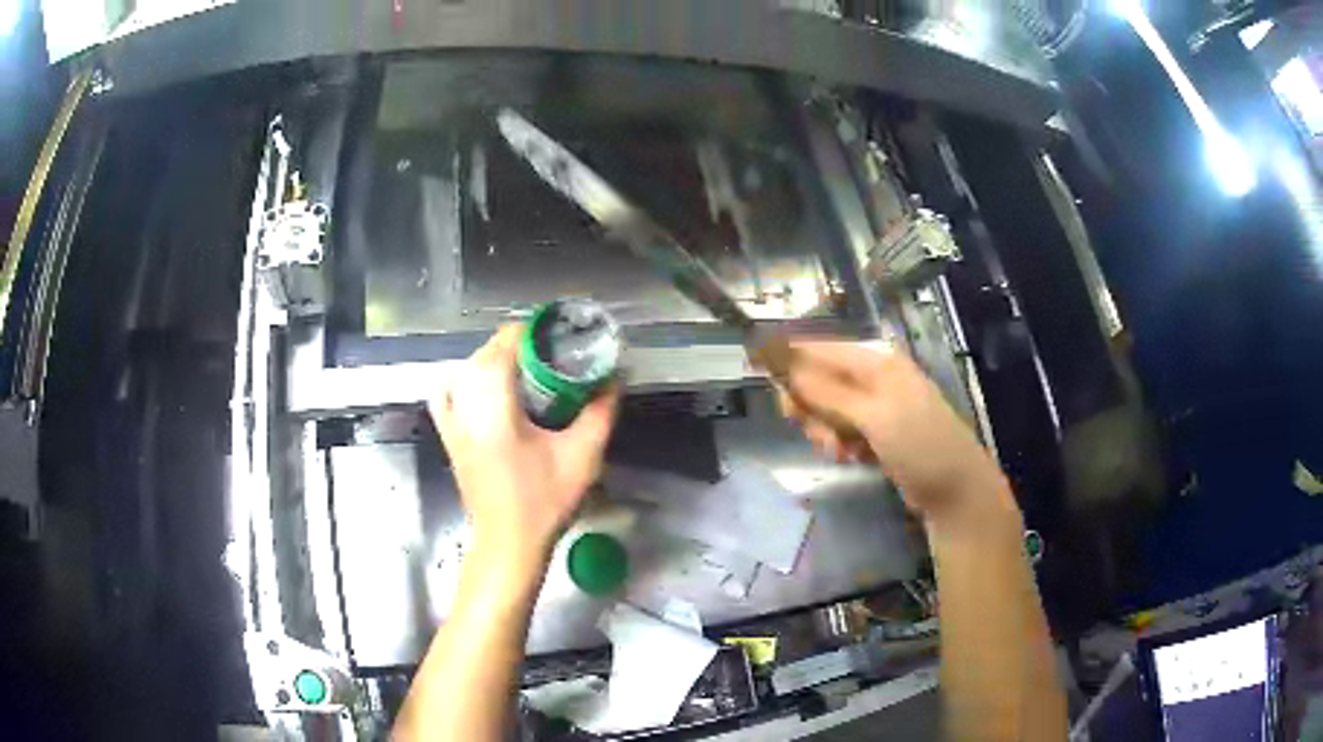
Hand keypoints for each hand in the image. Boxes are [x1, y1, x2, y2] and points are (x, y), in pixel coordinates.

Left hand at [429, 325, 618, 568]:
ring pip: (464, 372)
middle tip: (546, 352)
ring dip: (489, 360)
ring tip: (518, 366)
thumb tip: (613, 379)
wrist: (508, 543)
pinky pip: (447, 395)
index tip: (551, 333)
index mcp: (496, 412)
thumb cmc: (544, 503)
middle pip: (482, 357)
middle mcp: (468, 411)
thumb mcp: (582, 457)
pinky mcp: (449, 438)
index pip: (500, 351)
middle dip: (512, 344)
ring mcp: (453, 424)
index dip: (524, 333)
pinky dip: (461, 381)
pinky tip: (479, 385)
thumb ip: (599, 413)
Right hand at [775, 341, 1007, 522]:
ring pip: (828, 410)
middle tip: (813, 430)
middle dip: (811, 407)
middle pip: (820, 380)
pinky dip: (840, 443)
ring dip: (826, 431)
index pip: (821, 348)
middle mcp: (874, 377)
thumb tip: (784, 363)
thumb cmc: (920, 446)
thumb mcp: (874, 416)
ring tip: (842, 452)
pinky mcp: (877, 432)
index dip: (789, 357)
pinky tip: (853, 458)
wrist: (955, 491)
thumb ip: (828, 391)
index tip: (756, 369)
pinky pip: (842, 430)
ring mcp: (876, 406)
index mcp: (877, 362)